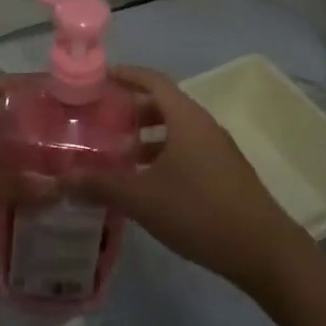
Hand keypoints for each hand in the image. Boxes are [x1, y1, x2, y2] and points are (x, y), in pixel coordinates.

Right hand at [70, 66, 314, 297]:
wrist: (263, 250)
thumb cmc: (199, 212)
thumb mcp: (142, 198)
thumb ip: (100, 185)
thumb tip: (62, 178)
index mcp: (186, 118)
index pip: (152, 80)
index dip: (124, 74)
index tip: (97, 78)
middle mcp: (203, 125)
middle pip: (162, 104)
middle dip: (130, 109)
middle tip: (99, 120)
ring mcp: (217, 149)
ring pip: (174, 130)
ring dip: (145, 137)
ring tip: (115, 155)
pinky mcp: (224, 173)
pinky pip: (186, 150)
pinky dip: (161, 155)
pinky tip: (144, 183)